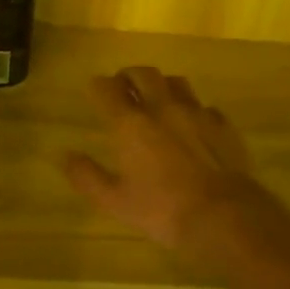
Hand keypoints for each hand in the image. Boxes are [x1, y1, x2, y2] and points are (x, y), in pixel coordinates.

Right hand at [64, 67, 277, 266]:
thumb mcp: (115, 201)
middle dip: (128, 76)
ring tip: (157, 98)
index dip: (97, 86)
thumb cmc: (163, 210)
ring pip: (176, 82)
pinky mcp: (222, 125)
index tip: (94, 91)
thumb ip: (87, 176)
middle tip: (123, 86)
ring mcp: (196, 113)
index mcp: (131, 124)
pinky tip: (192, 124)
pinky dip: (192, 109)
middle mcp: (162, 108)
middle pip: (143, 74)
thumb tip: (65, 155)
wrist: (223, 215)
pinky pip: (204, 106)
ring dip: (161, 85)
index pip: (107, 88)